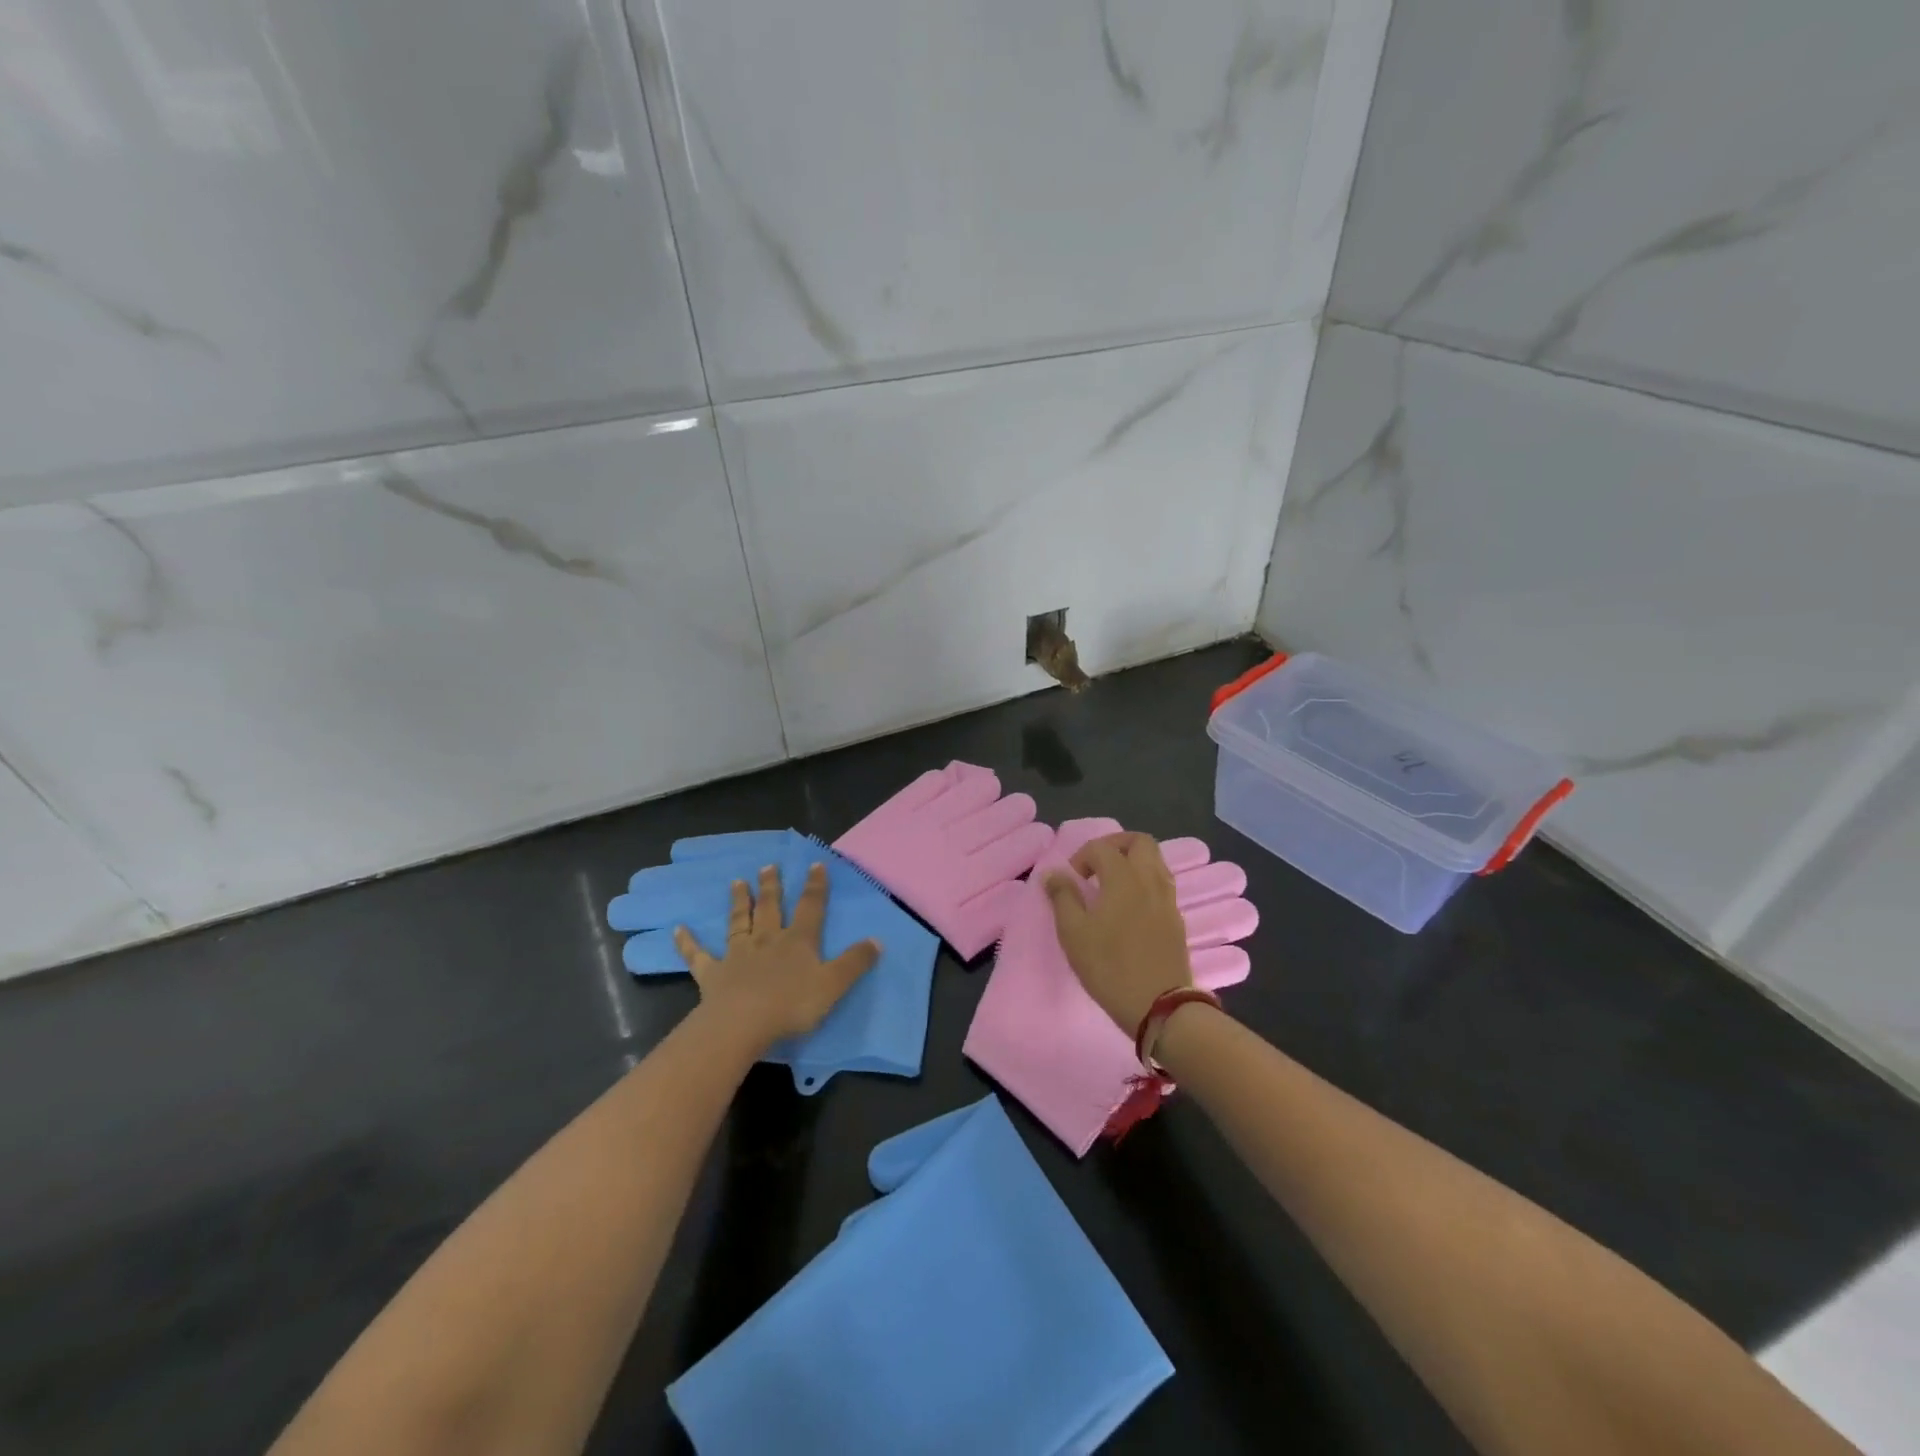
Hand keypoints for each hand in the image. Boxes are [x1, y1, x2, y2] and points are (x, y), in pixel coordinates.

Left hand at [674, 862, 879, 1053]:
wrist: (743, 1024)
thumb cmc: (792, 1005)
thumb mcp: (833, 985)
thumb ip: (854, 963)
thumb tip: (877, 940)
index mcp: (798, 941)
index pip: (811, 908)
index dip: (815, 886)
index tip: (815, 864)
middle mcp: (767, 940)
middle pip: (770, 908)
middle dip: (772, 886)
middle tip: (768, 866)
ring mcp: (737, 955)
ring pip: (739, 922)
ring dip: (738, 902)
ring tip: (736, 882)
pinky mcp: (712, 974)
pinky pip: (698, 955)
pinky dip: (688, 942)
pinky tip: (678, 929)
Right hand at [1043, 832, 1193, 1034]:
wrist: (1159, 1005)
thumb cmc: (1109, 967)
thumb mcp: (1073, 933)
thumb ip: (1062, 897)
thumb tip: (1054, 874)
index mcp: (1123, 878)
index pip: (1102, 848)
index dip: (1082, 856)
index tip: (1071, 879)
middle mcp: (1150, 880)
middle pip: (1140, 842)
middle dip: (1115, 845)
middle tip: (1096, 865)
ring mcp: (1167, 899)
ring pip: (1155, 861)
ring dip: (1132, 862)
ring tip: (1111, 884)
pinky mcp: (1176, 919)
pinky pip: (1161, 884)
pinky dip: (1144, 882)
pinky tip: (1129, 906)